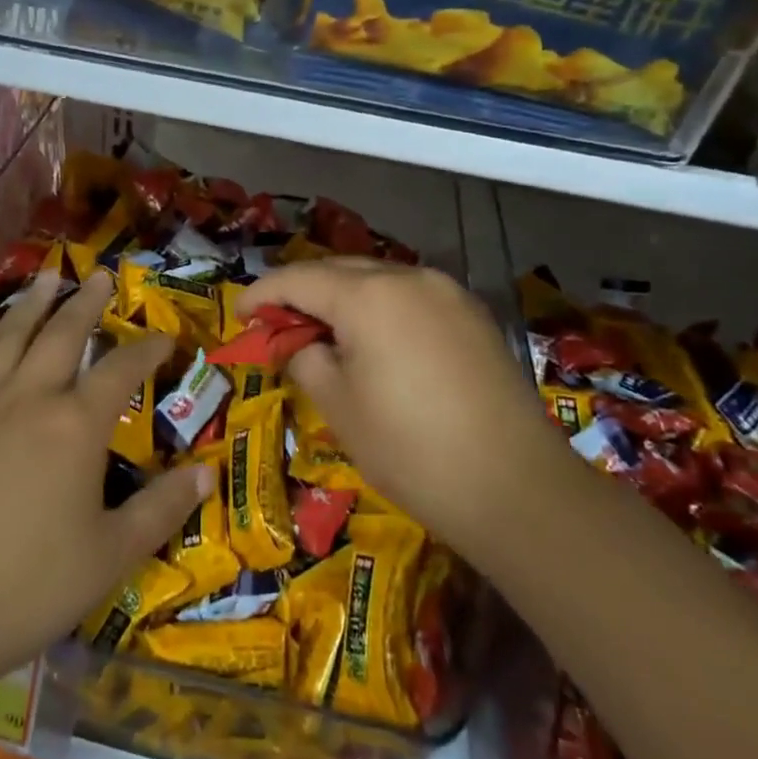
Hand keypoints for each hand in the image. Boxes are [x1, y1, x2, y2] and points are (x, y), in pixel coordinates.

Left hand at [0, 272, 213, 700]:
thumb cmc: (27, 587)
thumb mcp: (110, 556)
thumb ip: (161, 510)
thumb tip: (209, 474)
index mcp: (75, 426)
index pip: (121, 369)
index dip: (147, 348)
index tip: (165, 337)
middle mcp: (27, 399)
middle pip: (62, 334)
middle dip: (85, 302)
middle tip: (98, 274)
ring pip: (7, 337)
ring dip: (31, 304)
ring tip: (46, 278)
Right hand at [238, 259, 550, 559]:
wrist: (517, 488)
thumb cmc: (411, 449)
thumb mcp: (339, 407)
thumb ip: (306, 359)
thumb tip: (300, 344)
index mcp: (368, 295)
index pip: (298, 279)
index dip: (262, 294)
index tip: (240, 315)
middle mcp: (408, 277)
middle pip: (338, 271)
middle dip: (302, 292)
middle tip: (277, 325)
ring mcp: (447, 292)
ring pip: (377, 280)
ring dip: (343, 298)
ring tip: (324, 333)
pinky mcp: (473, 315)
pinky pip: (411, 297)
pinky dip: (381, 309)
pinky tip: (376, 341)